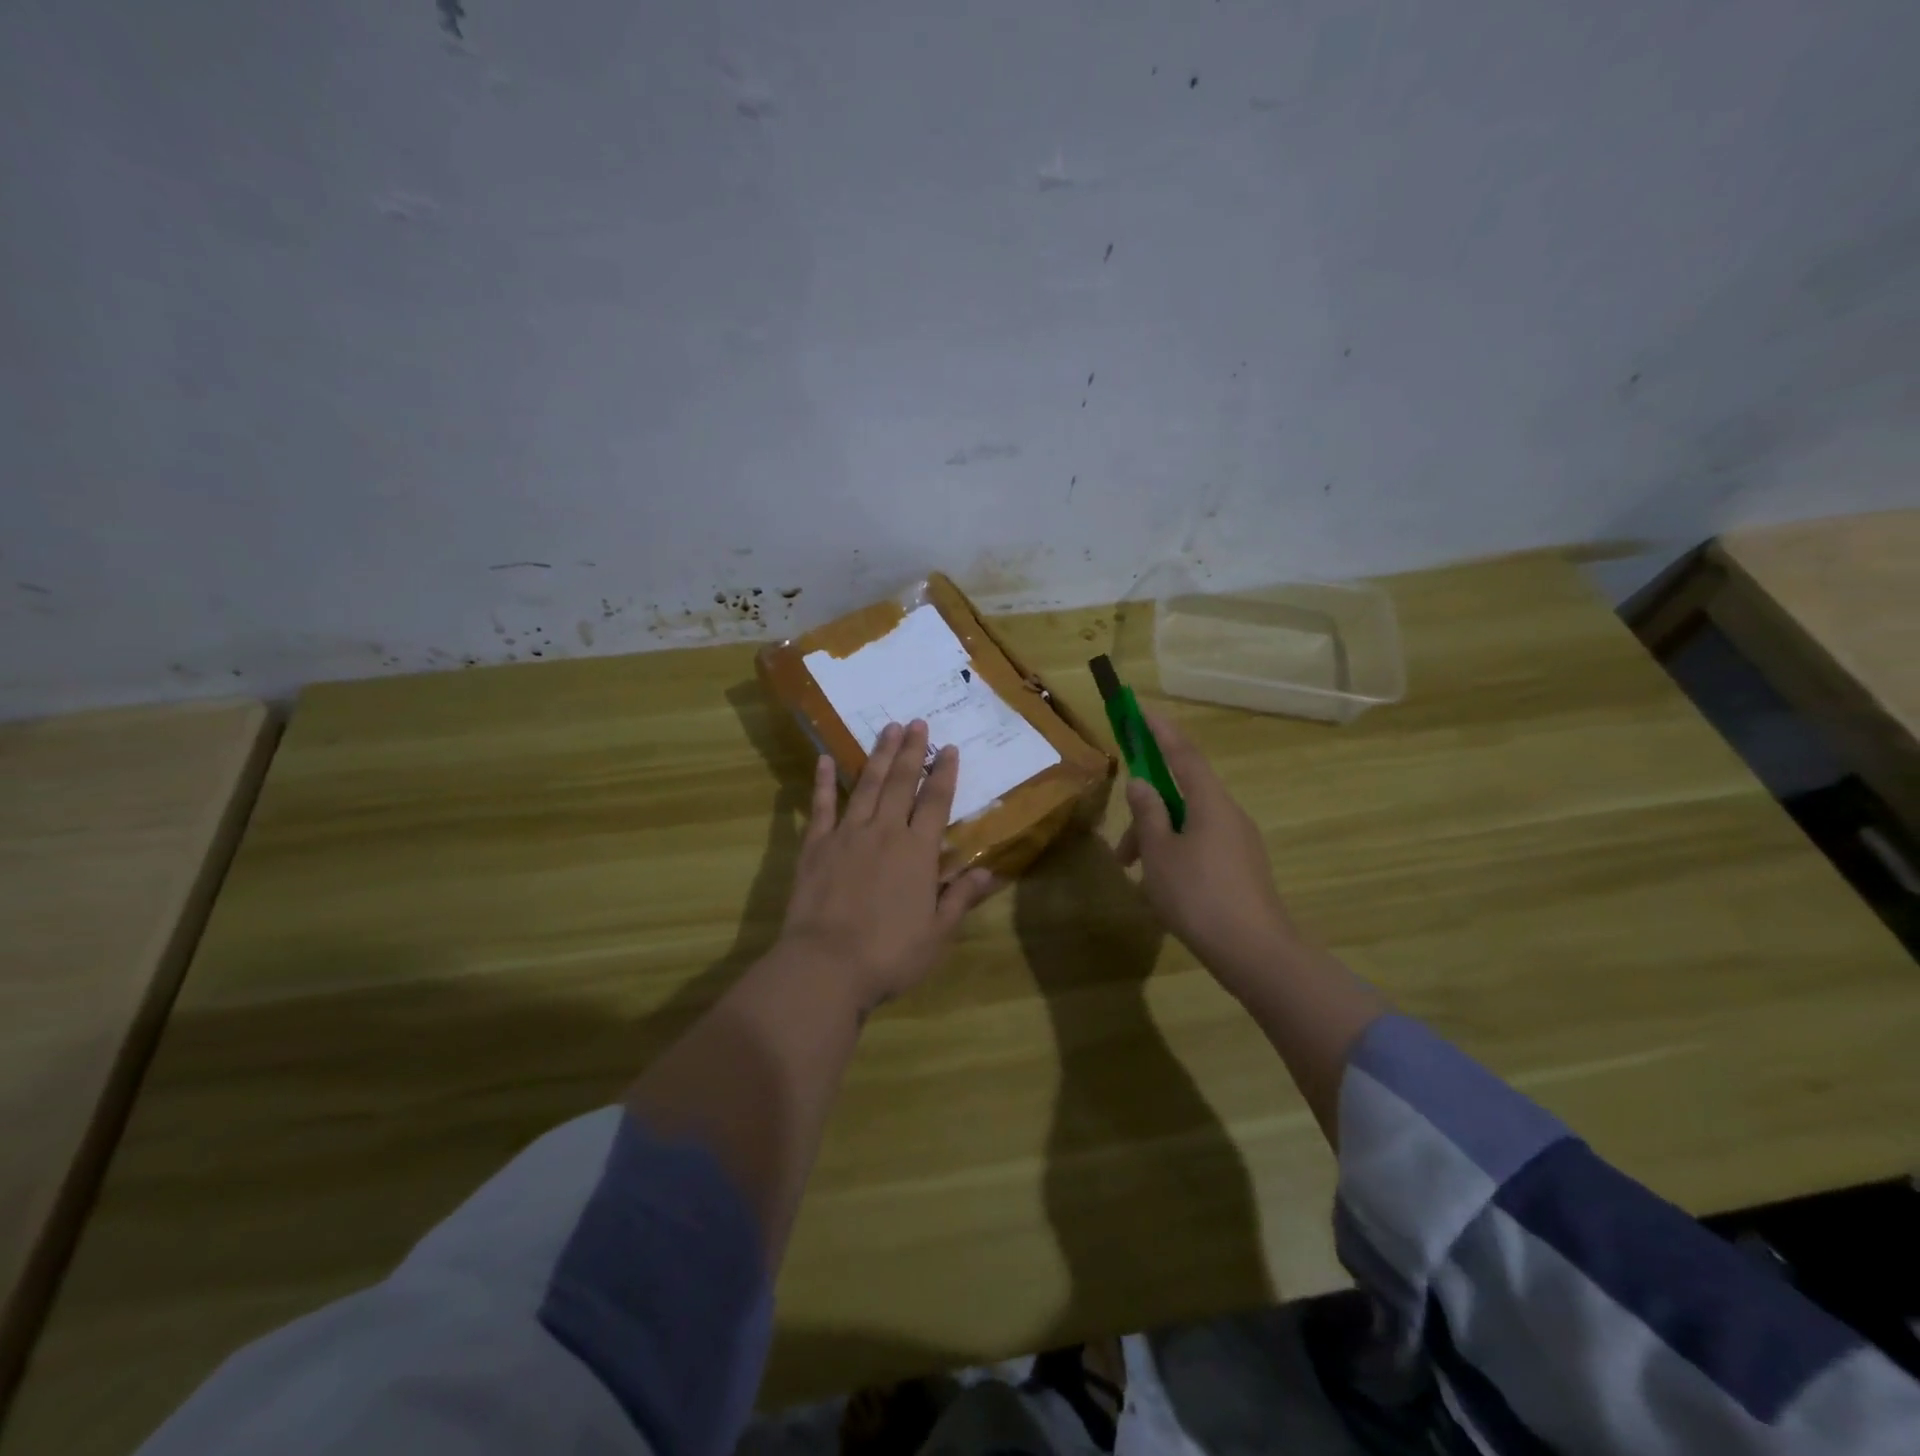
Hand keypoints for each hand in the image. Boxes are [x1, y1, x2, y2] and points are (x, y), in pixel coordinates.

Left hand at [778, 720, 997, 1012]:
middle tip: (917, 722)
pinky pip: (821, 806)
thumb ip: (960, 897)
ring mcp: (847, 835)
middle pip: (900, 783)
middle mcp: (884, 832)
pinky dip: (823, 782)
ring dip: (878, 755)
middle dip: (911, 751)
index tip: (949, 748)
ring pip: (866, 785)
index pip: (935, 802)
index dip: (943, 773)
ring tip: (888, 728)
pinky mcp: (815, 846)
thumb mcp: (937, 933)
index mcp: (917, 851)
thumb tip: (989, 871)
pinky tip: (824, 759)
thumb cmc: (889, 954)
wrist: (826, 966)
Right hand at [1115, 711, 1299, 997]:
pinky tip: (1160, 887)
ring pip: (1189, 826)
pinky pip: (1201, 847)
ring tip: (1134, 874)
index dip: (1161, 732)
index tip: (1143, 711)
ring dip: (1157, 840)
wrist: (1256, 953)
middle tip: (1121, 850)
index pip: (1183, 754)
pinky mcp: (1242, 869)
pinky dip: (1175, 855)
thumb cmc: (1199, 895)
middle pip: (1182, 796)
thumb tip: (1141, 783)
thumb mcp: (1160, 853)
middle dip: (1147, 813)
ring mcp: (1239, 843)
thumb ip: (1148, 813)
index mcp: (1210, 802)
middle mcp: (1229, 815)